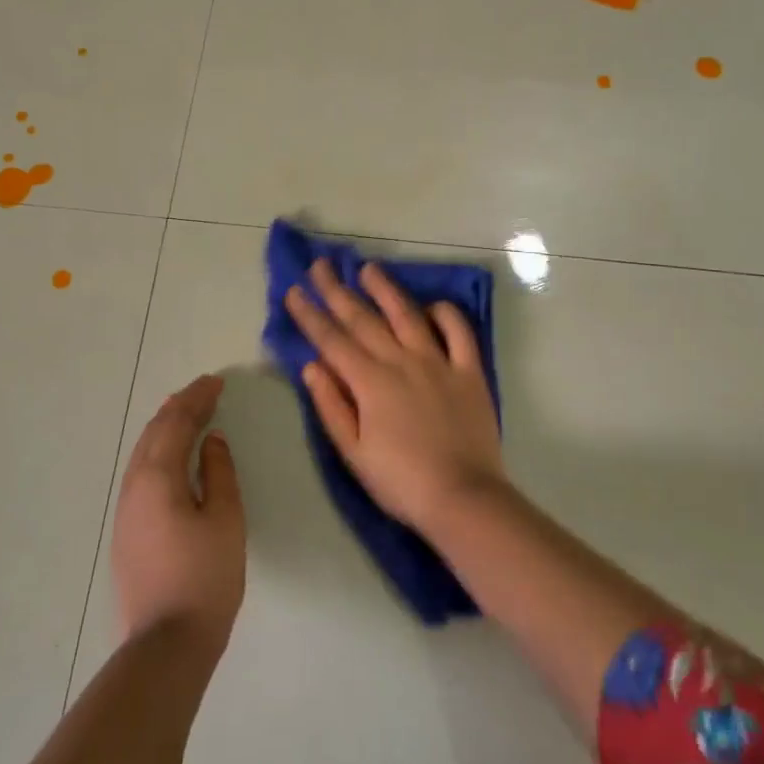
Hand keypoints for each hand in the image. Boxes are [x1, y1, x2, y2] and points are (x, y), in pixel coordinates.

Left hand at [111, 374, 245, 657]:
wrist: (166, 644)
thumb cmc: (205, 577)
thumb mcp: (225, 519)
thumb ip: (218, 473)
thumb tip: (211, 440)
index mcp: (158, 478)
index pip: (176, 424)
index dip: (197, 399)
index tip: (217, 382)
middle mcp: (133, 486)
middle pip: (154, 433)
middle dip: (178, 408)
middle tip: (203, 392)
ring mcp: (125, 511)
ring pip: (143, 453)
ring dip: (165, 428)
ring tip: (186, 414)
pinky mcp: (125, 532)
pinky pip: (141, 473)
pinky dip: (158, 451)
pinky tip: (171, 458)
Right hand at [285, 259, 505, 534]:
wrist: (463, 497)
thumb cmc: (400, 481)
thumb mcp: (353, 453)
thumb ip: (331, 406)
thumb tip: (312, 366)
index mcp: (370, 382)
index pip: (332, 340)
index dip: (310, 314)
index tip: (294, 291)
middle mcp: (401, 361)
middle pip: (363, 319)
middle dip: (337, 291)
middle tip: (321, 265)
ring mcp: (438, 362)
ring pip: (407, 314)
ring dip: (385, 289)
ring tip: (368, 269)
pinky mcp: (469, 370)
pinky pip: (458, 332)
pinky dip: (445, 313)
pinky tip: (431, 305)